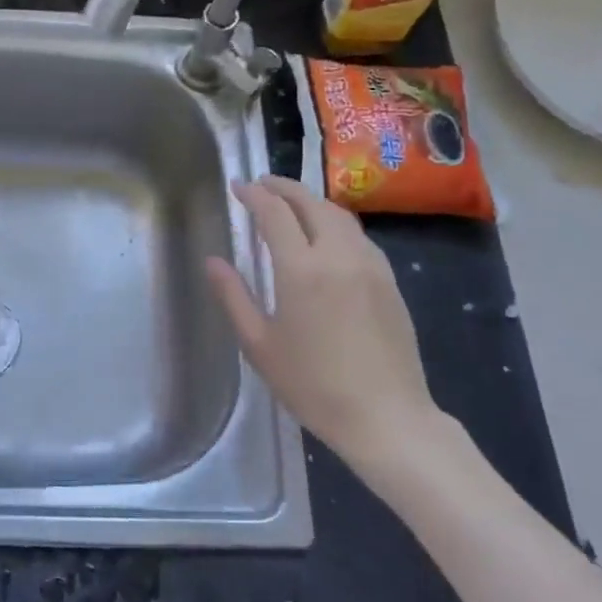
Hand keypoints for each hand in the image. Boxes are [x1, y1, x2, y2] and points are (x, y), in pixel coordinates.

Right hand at [204, 177, 446, 478]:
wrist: (386, 417)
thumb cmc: (312, 385)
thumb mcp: (259, 344)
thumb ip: (233, 296)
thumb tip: (212, 261)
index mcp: (301, 269)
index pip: (275, 213)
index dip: (254, 194)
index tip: (237, 186)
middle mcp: (338, 255)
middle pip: (311, 203)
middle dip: (283, 187)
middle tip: (261, 184)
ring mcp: (370, 265)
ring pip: (339, 215)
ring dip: (311, 201)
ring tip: (291, 204)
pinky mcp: (389, 281)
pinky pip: (358, 236)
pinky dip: (335, 222)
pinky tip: (326, 236)